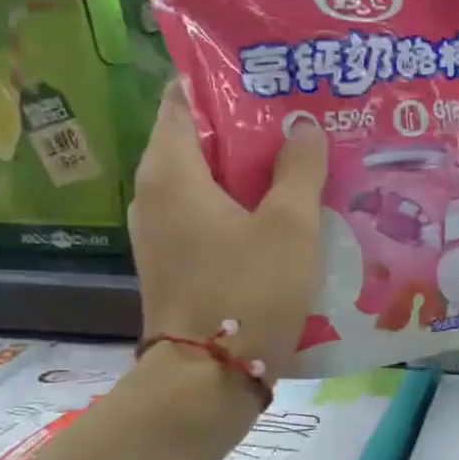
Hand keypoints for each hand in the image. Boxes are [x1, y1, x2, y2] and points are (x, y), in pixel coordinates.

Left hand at [129, 82, 327, 383]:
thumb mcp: (289, 226)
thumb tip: (302, 125)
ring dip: (251, 170)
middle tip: (302, 117)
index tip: (271, 77)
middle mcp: (155, 193)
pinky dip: (242, 206)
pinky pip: (209, 215)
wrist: (206, 382)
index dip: (224, 81)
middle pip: (200, 139)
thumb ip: (299, 169)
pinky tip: (286, 213)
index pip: (183, 98)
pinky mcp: (177, 262)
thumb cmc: (246, 293)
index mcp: (171, 170)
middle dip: (249, 126)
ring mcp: (162, 231)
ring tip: (303, 161)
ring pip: (208, 181)